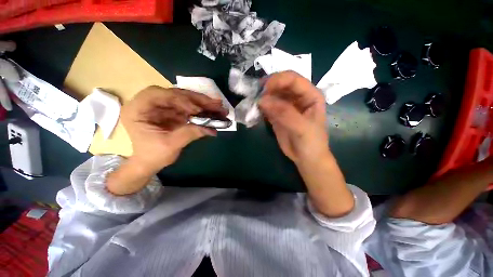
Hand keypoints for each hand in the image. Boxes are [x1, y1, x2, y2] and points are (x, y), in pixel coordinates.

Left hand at [121, 86, 226, 174]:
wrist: (151, 162)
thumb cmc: (153, 155)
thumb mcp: (170, 145)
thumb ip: (189, 134)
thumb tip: (211, 128)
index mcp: (138, 109)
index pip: (157, 94)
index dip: (179, 99)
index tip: (197, 109)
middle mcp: (150, 103)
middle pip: (175, 94)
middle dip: (197, 99)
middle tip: (215, 103)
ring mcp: (163, 107)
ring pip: (185, 99)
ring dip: (203, 103)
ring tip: (218, 106)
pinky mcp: (173, 111)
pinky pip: (189, 107)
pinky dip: (202, 109)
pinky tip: (213, 111)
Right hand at [259, 71, 328, 165]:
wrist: (306, 158)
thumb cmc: (311, 142)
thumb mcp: (301, 127)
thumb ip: (284, 113)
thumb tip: (262, 100)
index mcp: (310, 95)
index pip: (293, 79)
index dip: (278, 80)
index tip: (263, 89)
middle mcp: (298, 97)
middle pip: (280, 85)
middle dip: (268, 87)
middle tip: (255, 95)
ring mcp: (286, 106)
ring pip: (272, 95)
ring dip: (262, 97)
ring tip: (253, 103)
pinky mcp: (277, 115)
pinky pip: (267, 106)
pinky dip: (260, 107)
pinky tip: (255, 110)